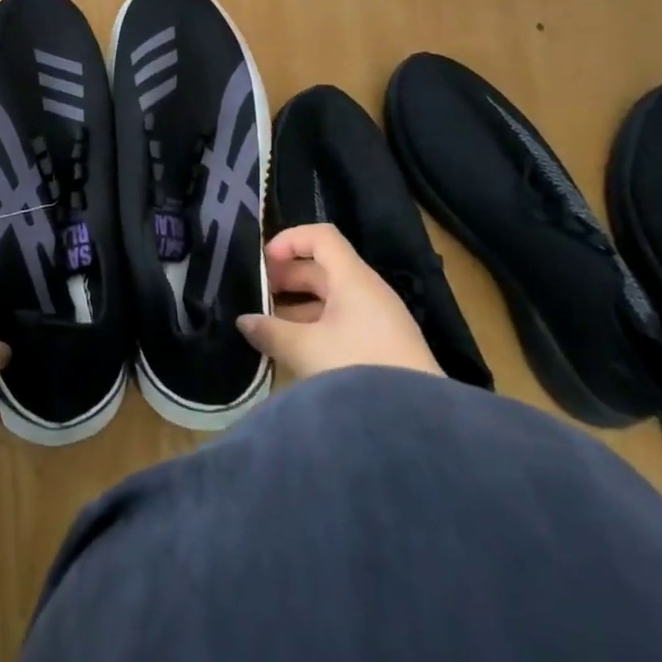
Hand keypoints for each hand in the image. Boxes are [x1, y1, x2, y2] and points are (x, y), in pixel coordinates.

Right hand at [237, 224, 443, 380]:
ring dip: (298, 307)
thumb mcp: (305, 349)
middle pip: (323, 268)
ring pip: (331, 299)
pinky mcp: (385, 348)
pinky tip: (296, 350)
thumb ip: (270, 331)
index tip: (264, 262)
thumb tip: (244, 321)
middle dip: (287, 278)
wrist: (416, 424)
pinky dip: (316, 327)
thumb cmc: (357, 368)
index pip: (321, 236)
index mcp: (353, 278)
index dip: (289, 240)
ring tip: (270, 327)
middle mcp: (368, 291)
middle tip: (257, 297)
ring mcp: (379, 320)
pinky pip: (343, 322)